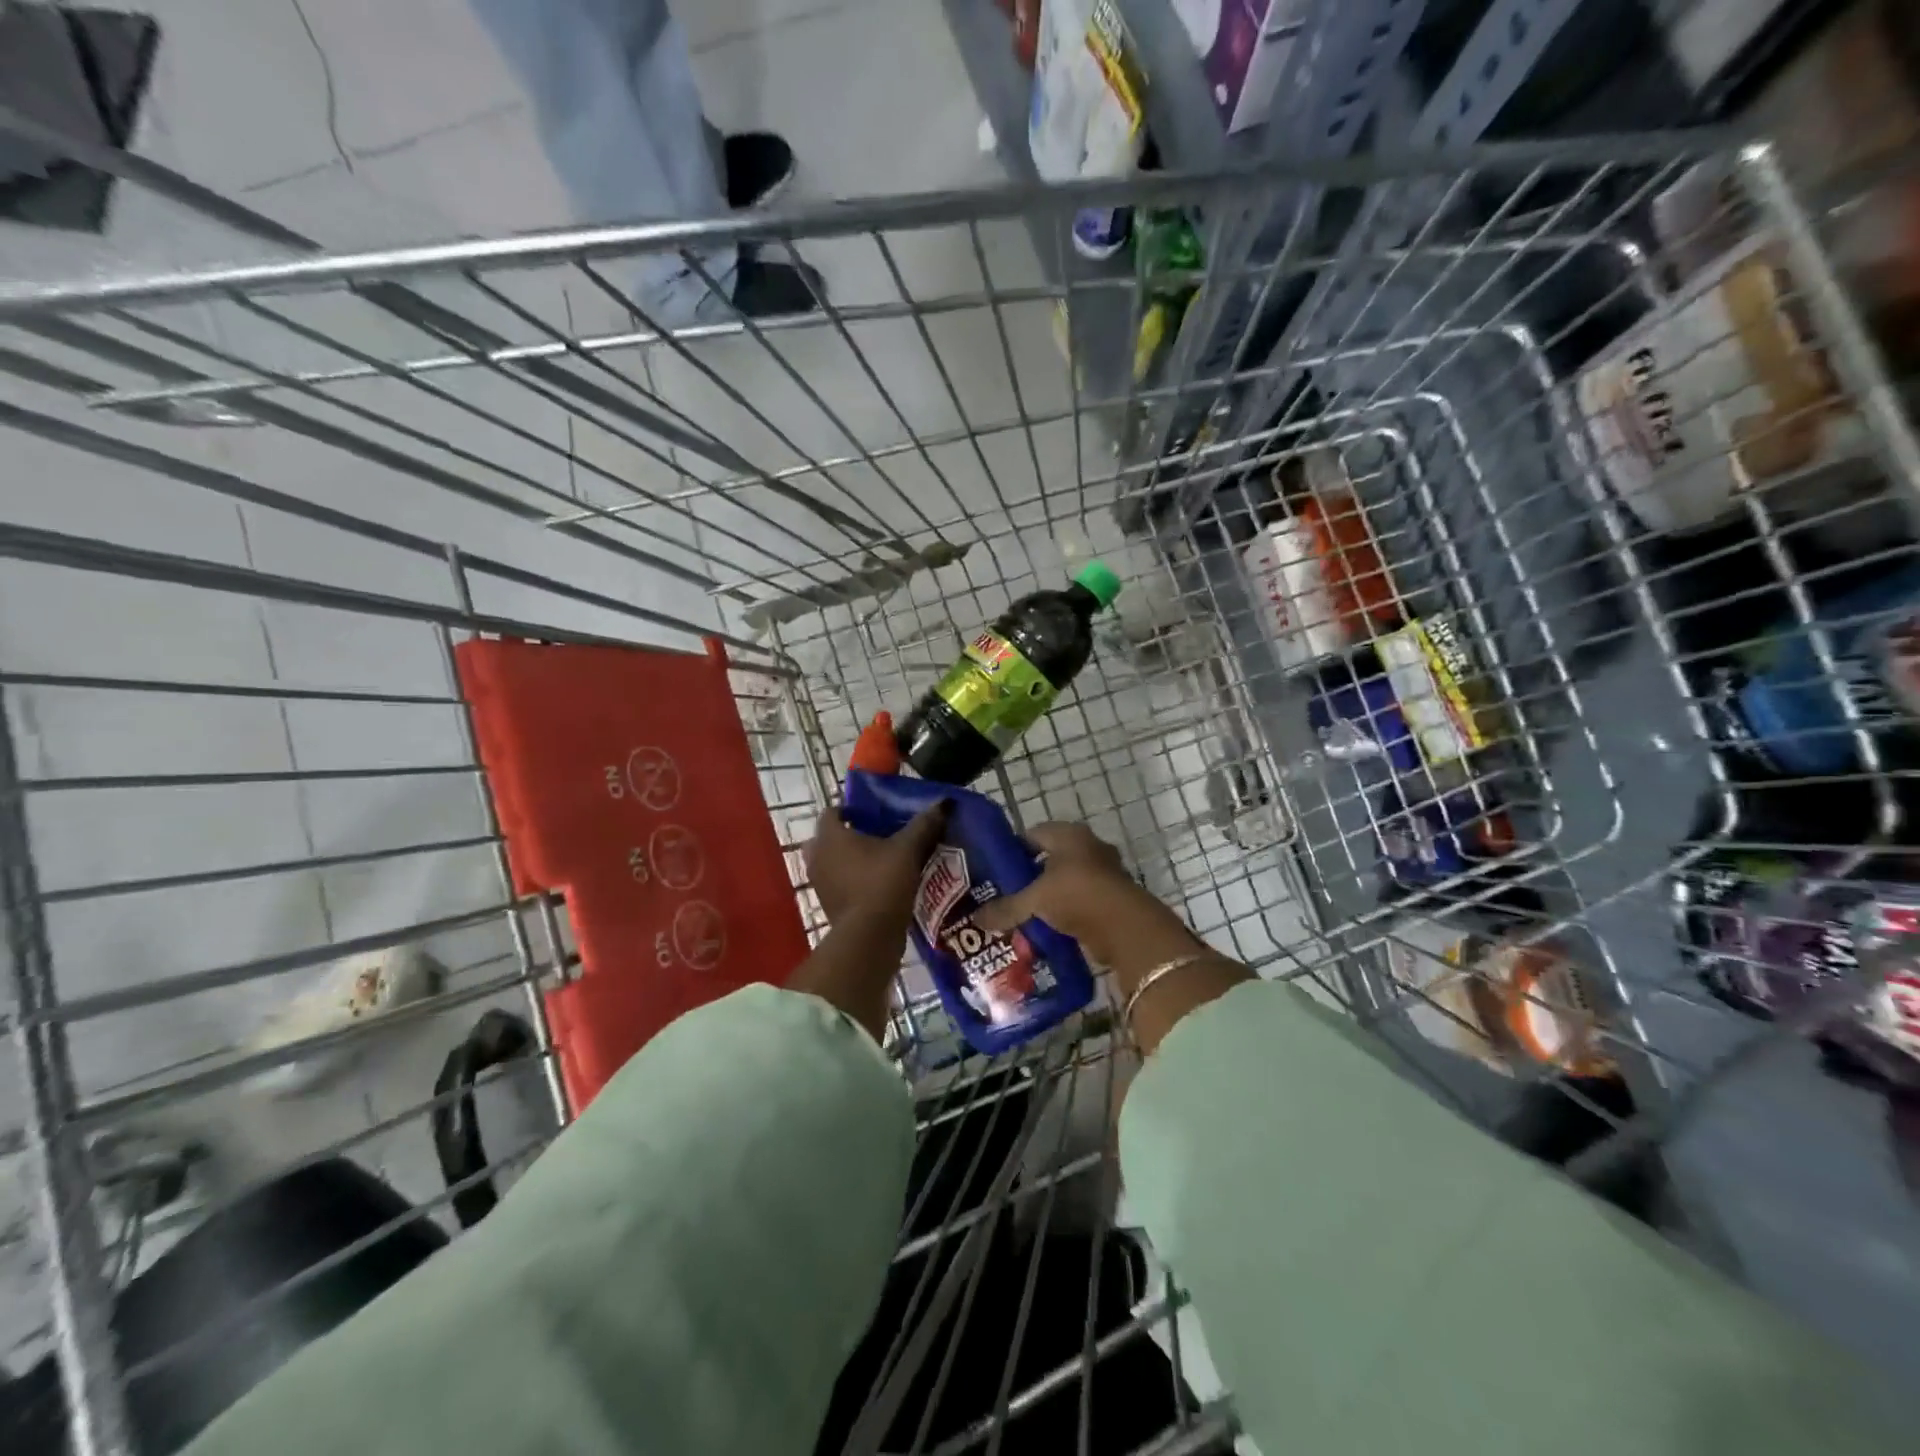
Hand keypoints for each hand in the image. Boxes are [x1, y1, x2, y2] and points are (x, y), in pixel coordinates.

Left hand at [805, 802, 949, 926]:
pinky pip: (838, 885)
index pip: (831, 812)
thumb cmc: (883, 882)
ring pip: (832, 863)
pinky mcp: (828, 906)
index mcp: (831, 836)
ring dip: (850, 860)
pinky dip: (852, 882)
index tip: (873, 814)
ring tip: (880, 861)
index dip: (851, 810)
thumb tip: (944, 803)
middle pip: (829, 838)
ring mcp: (820, 884)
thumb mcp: (909, 849)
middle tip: (876, 836)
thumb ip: (924, 825)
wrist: (869, 936)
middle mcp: (818, 857)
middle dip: (848, 836)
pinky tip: (878, 885)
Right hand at [978, 821, 1246, 1054]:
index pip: (1032, 834)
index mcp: (1068, 834)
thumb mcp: (1034, 901)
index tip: (995, 870)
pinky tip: (1048, 925)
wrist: (1127, 928)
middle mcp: (1088, 845)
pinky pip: (1081, 898)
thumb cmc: (1077, 896)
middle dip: (1030, 874)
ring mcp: (1104, 870)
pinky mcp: (1113, 895)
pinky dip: (1066, 909)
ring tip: (1025, 912)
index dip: (1012, 850)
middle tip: (1006, 892)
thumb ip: (1006, 908)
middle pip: (1051, 856)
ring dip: (1050, 893)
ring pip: (1067, 878)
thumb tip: (975, 919)